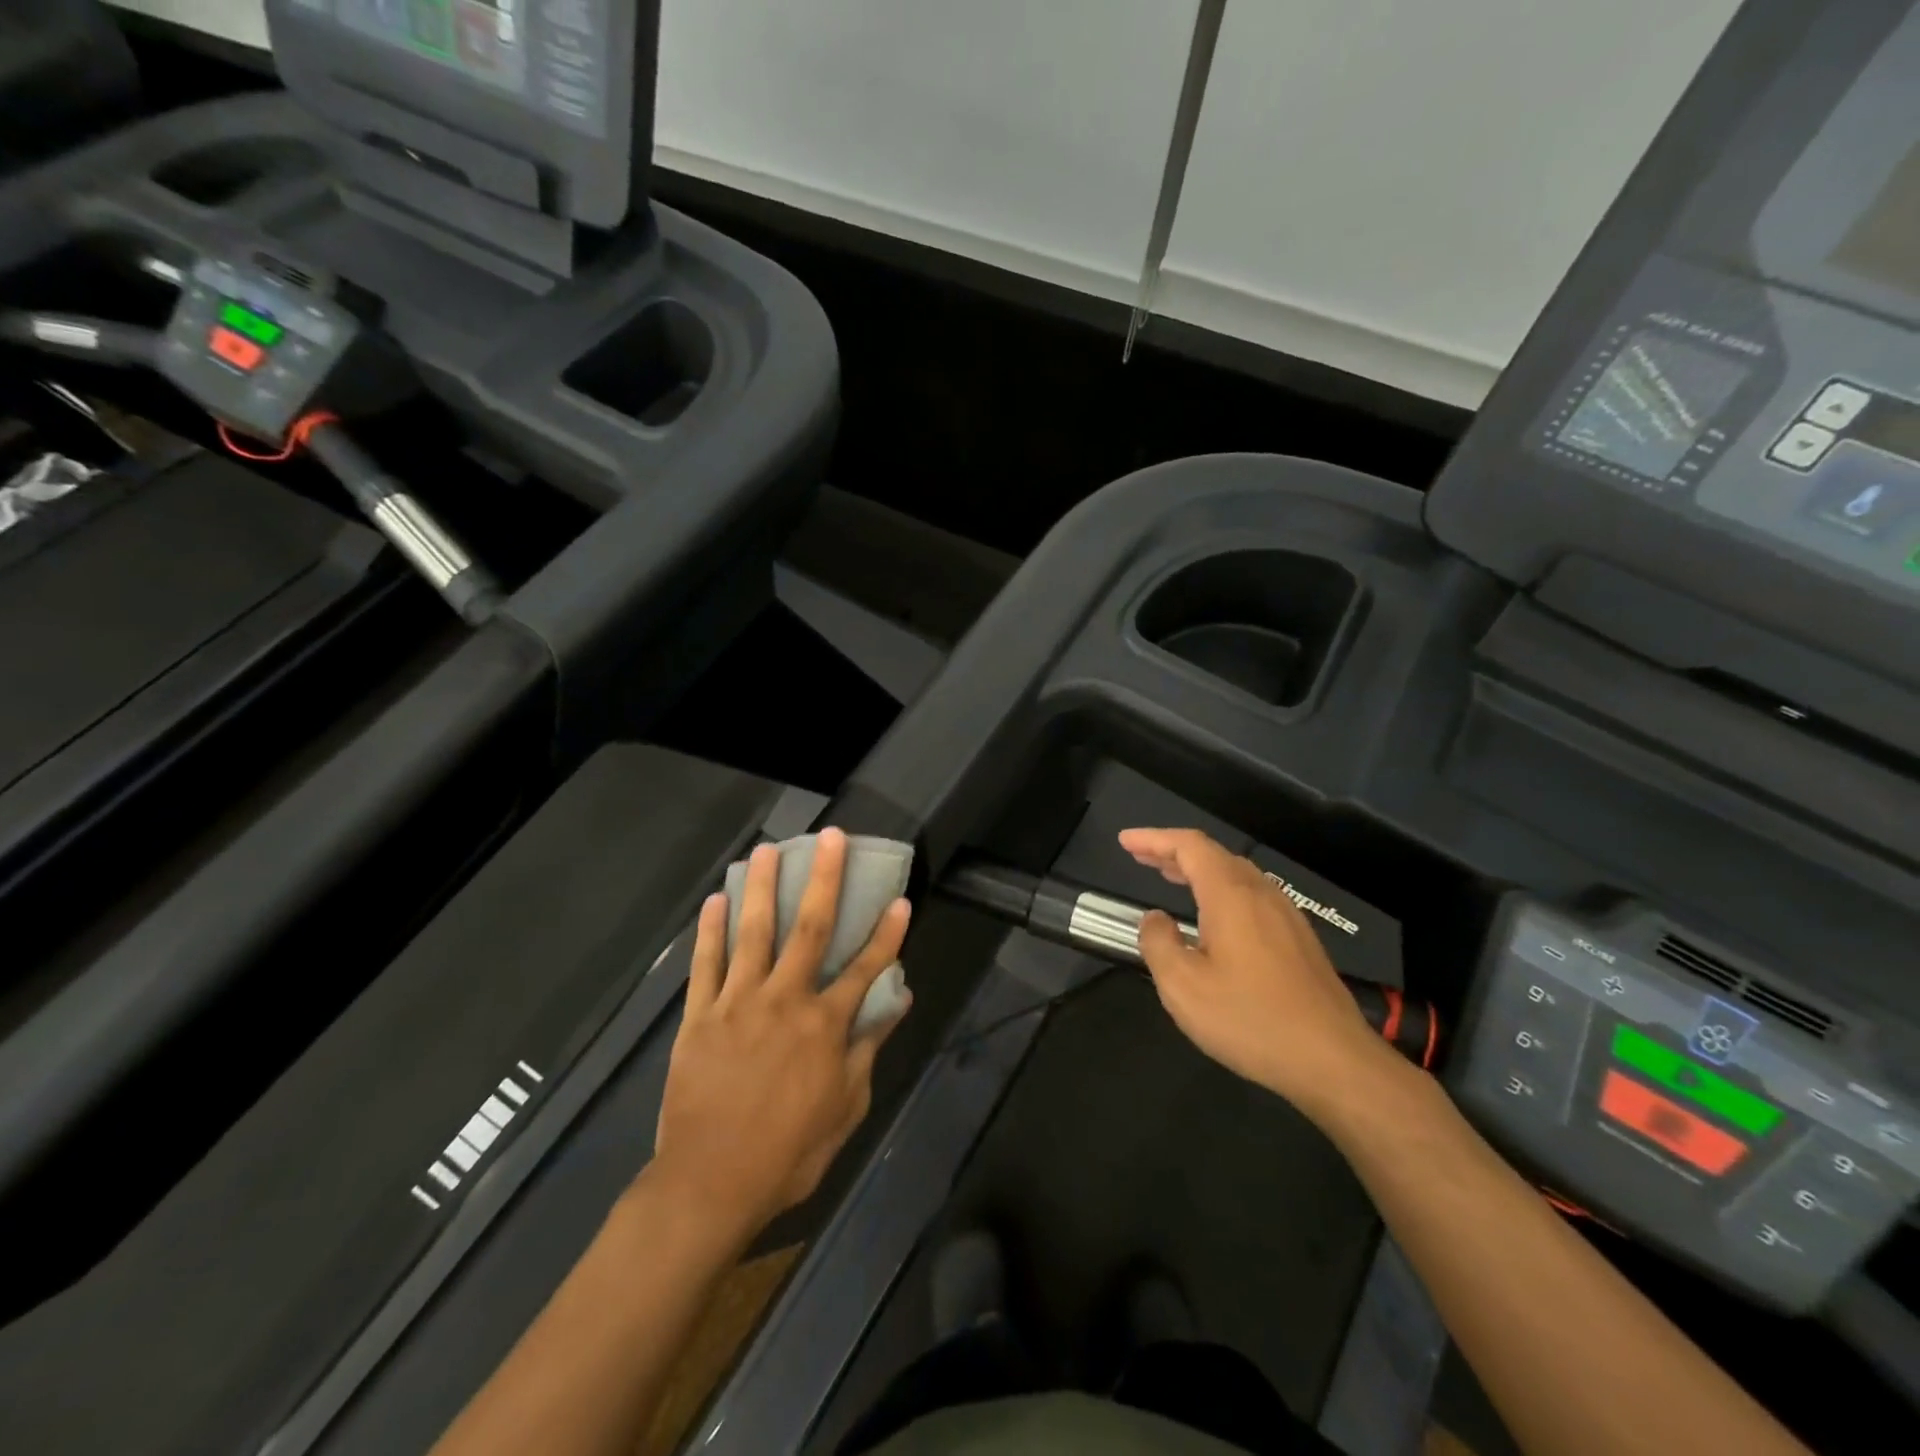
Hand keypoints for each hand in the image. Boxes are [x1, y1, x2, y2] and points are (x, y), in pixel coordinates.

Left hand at [650, 828, 911, 1240]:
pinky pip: (706, 964)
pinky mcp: (700, 1016)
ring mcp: (738, 1004)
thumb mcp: (846, 1107)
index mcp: (824, 1025)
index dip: (888, 932)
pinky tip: (715, 900)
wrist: (710, 1185)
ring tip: (767, 849)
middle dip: (824, 879)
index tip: (901, 899)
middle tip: (831, 837)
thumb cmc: (789, 1152)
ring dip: (762, 887)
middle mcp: (784, 1000)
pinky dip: (711, 930)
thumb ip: (869, 1049)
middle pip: (810, 928)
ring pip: (754, 932)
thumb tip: (898, 1002)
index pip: (865, 967)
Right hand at [1119, 827, 1397, 1117]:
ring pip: (1237, 874)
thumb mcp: (1183, 987)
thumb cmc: (1250, 1020)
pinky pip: (1253, 896)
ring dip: (1199, 870)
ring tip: (1171, 877)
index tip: (1125, 841)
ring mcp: (1287, 916)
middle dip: (1174, 851)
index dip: (1154, 838)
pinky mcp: (1300, 940)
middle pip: (1214, 855)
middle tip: (1141, 856)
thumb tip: (1155, 919)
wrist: (1334, 1061)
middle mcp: (1261, 895)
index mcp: (1231, 896)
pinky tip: (1214, 916)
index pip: (1189, 846)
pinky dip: (1222, 890)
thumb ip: (1159, 943)